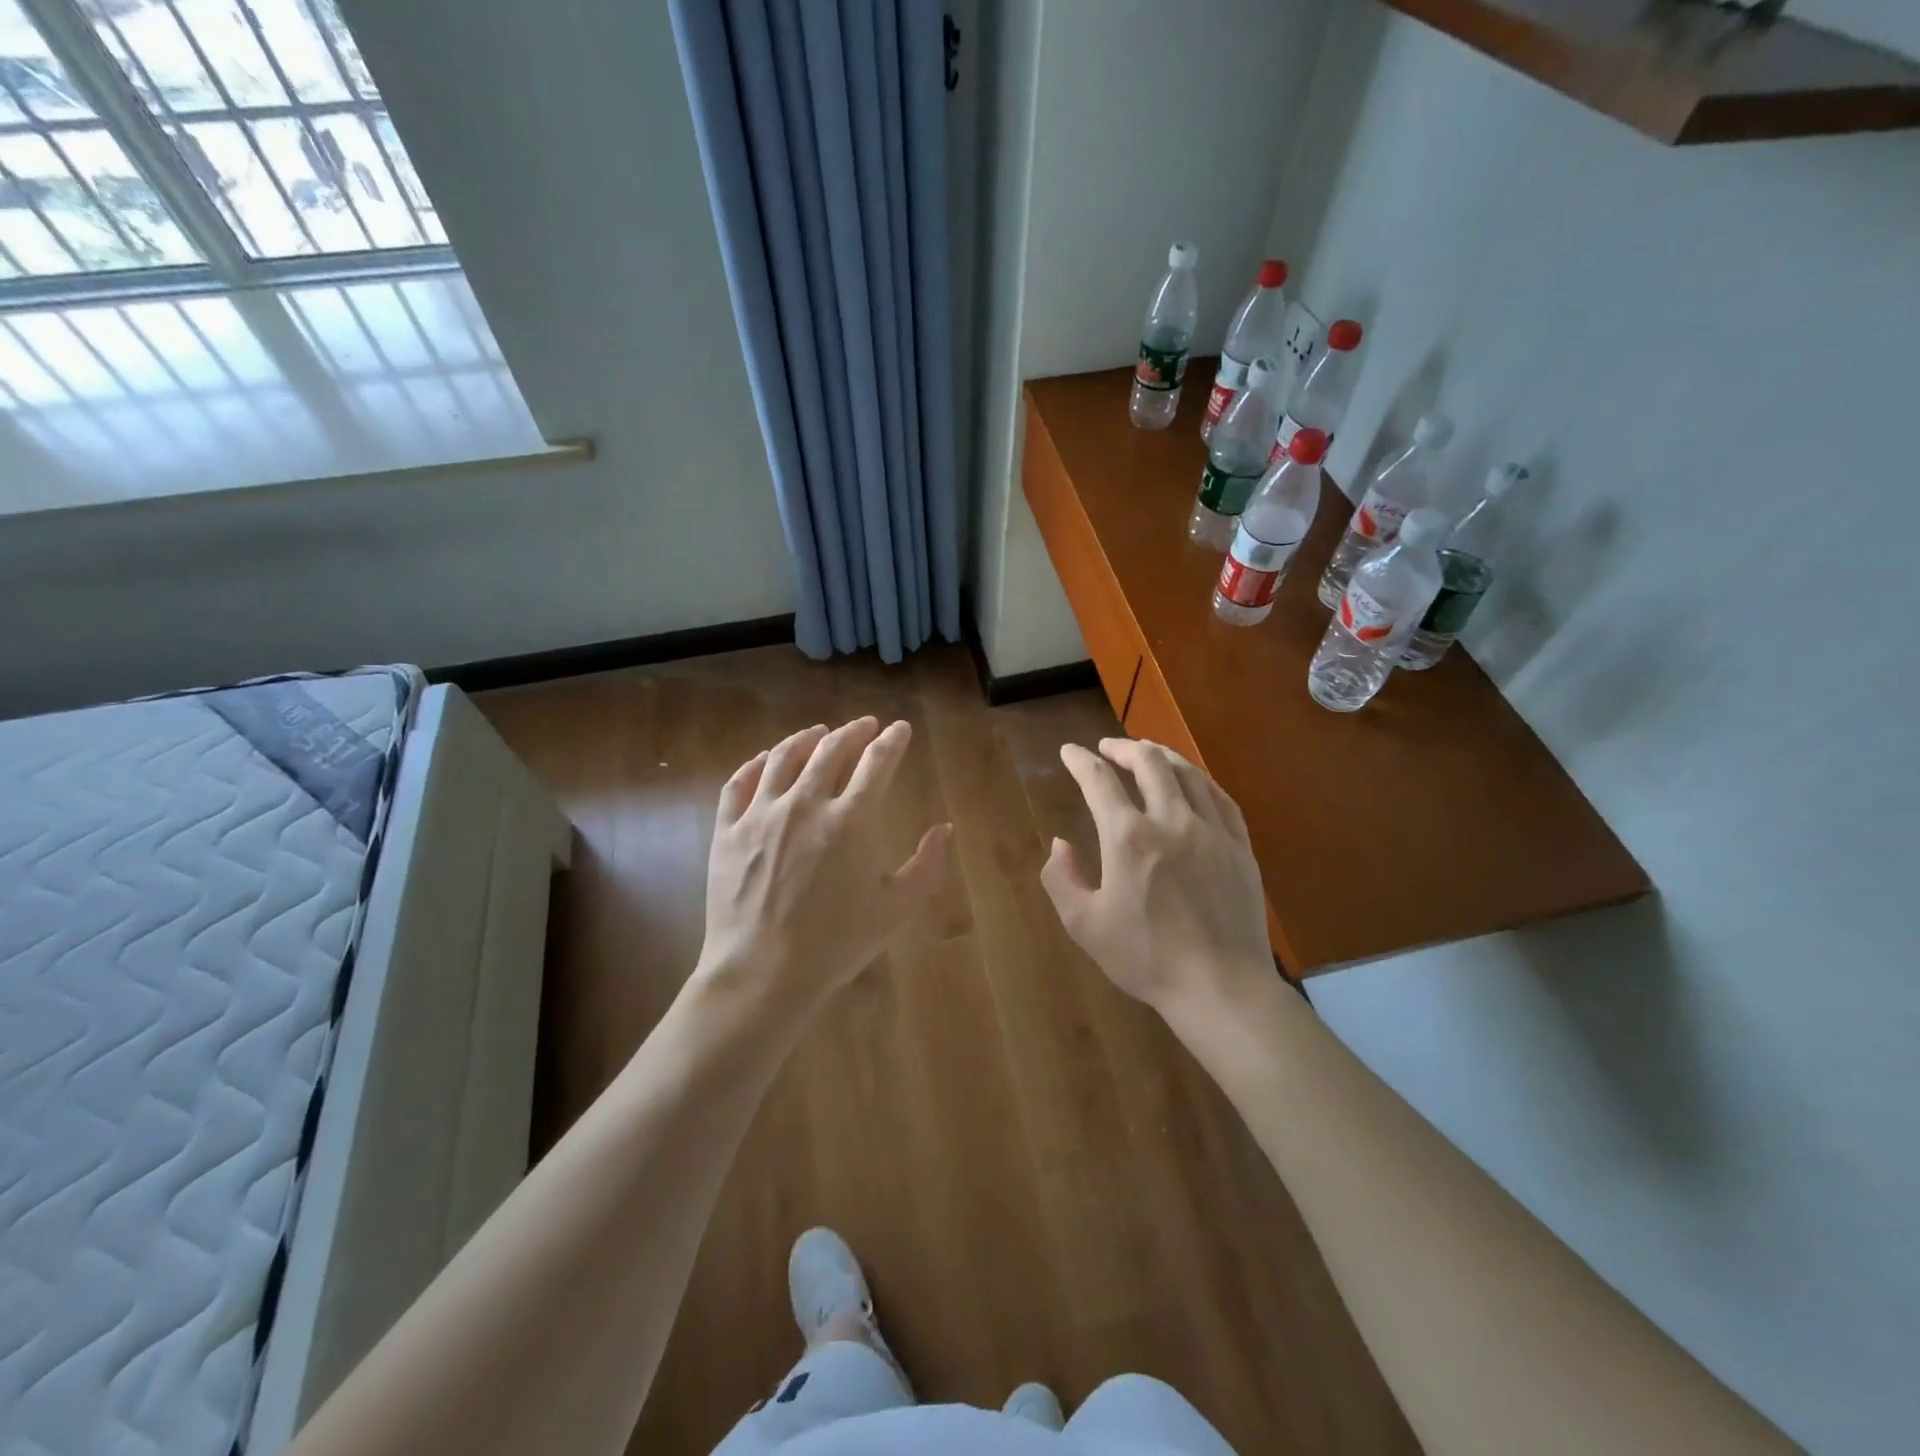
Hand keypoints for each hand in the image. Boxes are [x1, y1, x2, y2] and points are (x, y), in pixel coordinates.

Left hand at [698, 717, 950, 1012]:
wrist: (763, 973)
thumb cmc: (837, 943)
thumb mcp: (896, 908)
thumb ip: (927, 865)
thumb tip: (944, 829)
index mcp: (852, 819)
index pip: (877, 762)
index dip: (892, 740)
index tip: (899, 729)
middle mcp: (806, 803)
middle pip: (831, 750)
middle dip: (853, 731)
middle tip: (864, 726)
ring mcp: (761, 814)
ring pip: (784, 757)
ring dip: (806, 738)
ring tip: (818, 732)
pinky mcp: (728, 830)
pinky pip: (740, 783)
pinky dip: (756, 763)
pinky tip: (766, 758)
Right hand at [1041, 738, 1272, 1019]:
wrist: (1220, 986)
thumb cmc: (1146, 958)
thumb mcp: (1084, 925)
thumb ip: (1061, 878)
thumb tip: (1059, 844)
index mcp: (1128, 837)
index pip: (1099, 781)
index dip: (1080, 761)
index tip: (1069, 751)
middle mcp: (1171, 821)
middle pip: (1148, 763)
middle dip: (1123, 748)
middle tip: (1107, 748)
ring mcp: (1211, 831)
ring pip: (1187, 773)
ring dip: (1161, 756)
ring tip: (1147, 752)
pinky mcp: (1239, 846)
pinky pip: (1220, 798)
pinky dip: (1199, 780)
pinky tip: (1192, 782)